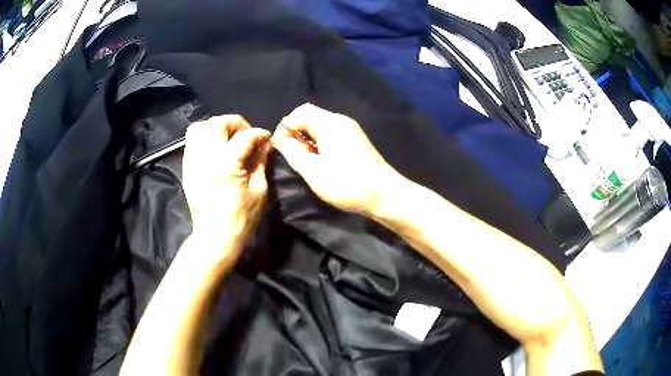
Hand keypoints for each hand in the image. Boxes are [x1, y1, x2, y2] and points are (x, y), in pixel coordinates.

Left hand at [182, 115, 270, 258]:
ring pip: (199, 128)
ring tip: (227, 136)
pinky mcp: (187, 168)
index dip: (259, 134)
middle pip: (218, 123)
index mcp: (226, 163)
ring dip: (216, 127)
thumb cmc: (241, 218)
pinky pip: (191, 142)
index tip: (266, 138)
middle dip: (235, 123)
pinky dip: (204, 137)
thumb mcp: (259, 191)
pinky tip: (215, 148)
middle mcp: (206, 157)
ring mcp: (193, 162)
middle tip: (246, 133)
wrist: (214, 238)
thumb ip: (261, 162)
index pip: (244, 136)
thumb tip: (264, 145)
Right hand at [272, 103, 402, 214]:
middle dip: (296, 133)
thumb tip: (280, 139)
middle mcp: (341, 121)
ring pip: (321, 127)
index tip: (281, 148)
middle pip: (311, 117)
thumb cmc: (347, 184)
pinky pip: (332, 135)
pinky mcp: (356, 141)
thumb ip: (292, 151)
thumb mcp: (312, 170)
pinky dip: (320, 144)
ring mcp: (351, 130)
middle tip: (293, 156)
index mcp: (329, 123)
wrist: (385, 195)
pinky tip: (321, 162)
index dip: (286, 127)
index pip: (300, 112)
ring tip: (305, 162)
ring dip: (308, 140)